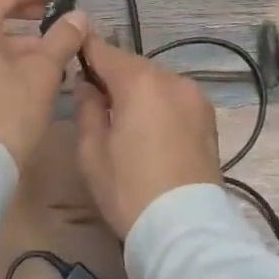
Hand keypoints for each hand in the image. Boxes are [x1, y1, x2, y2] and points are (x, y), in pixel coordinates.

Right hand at [74, 34, 221, 239]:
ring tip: (122, 116)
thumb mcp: (91, 151)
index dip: (85, 47)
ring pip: (155, 80)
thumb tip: (87, 84)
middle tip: (92, 95)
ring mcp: (194, 96)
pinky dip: (157, 102)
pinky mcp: (207, 117)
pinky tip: (148, 127)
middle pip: (131, 65)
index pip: (104, 50)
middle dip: (111, 74)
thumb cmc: (130, 190)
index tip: (70, 47)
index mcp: (139, 82)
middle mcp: (171, 79)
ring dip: (136, 89)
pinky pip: (173, 97)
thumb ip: (86, 107)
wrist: (186, 231)